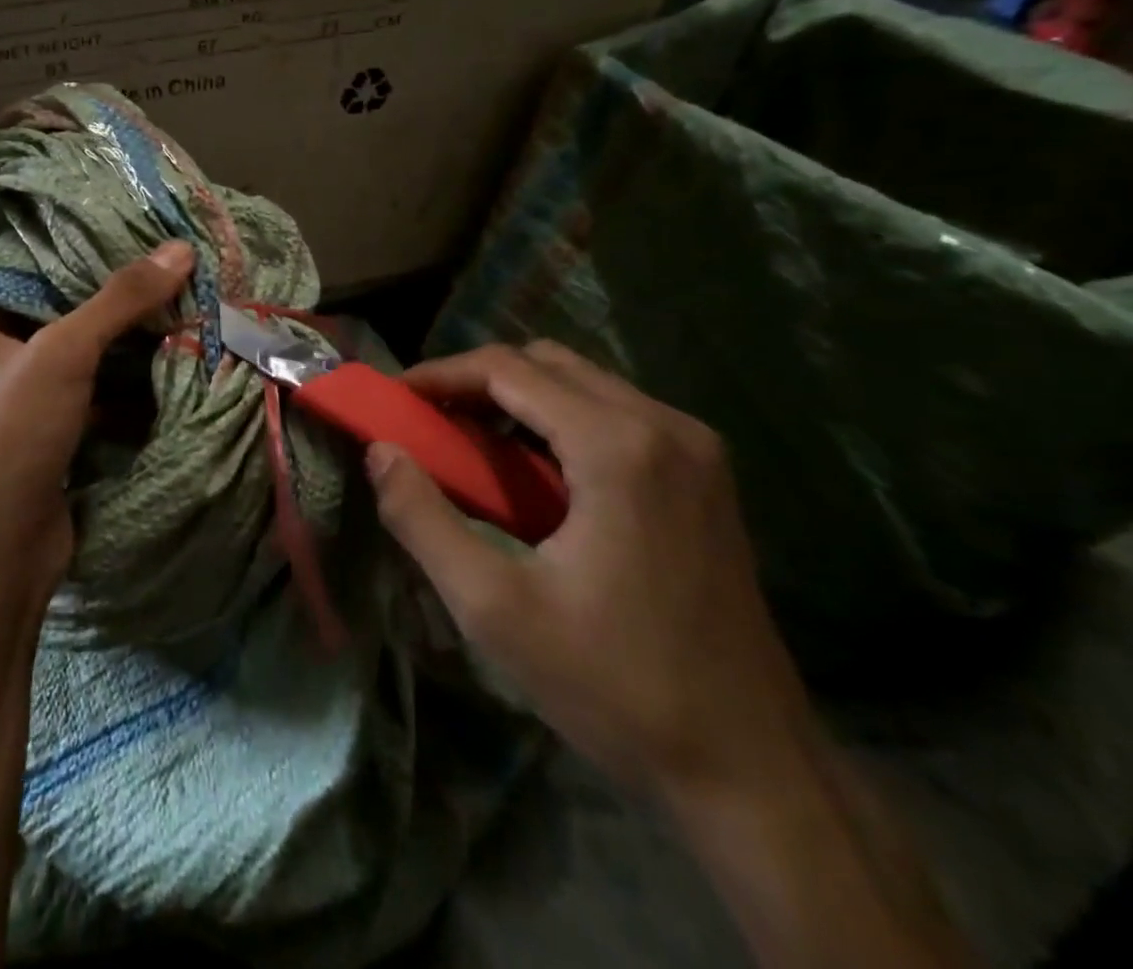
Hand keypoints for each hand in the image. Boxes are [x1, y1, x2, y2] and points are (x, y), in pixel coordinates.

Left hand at [0, 240, 194, 605]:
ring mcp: (9, 399)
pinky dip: (116, 386)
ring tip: (172, 315)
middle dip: (107, 304)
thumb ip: (121, 298)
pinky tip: (161, 369)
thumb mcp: (64, 352)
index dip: (75, 256)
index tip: (130, 240)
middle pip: (53, 312)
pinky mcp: (37, 435)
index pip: (23, 269)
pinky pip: (82, 394)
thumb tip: (181, 248)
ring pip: (72, 356)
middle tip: (162, 277)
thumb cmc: (10, 431)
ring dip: (117, 346)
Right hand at [366, 341, 814, 801]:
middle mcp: (665, 426)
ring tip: (469, 445)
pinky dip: (559, 421)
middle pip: (547, 362)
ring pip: (583, 383)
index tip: (394, 399)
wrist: (752, 771)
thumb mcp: (493, 608)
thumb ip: (422, 519)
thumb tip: (380, 451)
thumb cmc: (615, 687)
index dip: (441, 374)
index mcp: (618, 447)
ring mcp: (696, 450)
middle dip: (476, 380)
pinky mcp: (706, 477)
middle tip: (428, 421)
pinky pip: (616, 414)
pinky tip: (533, 474)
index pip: (508, 368)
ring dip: (517, 398)